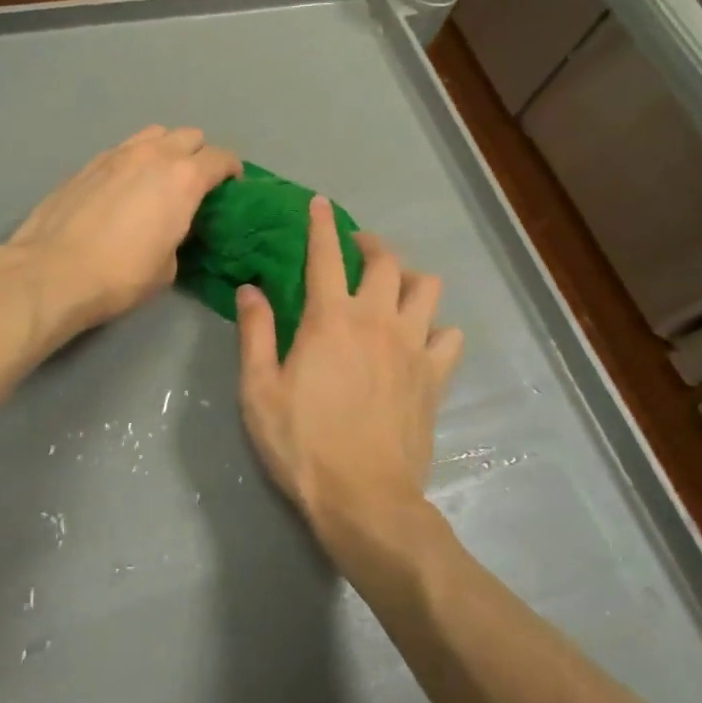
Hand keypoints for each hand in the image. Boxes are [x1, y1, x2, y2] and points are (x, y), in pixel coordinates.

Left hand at [3, 126, 240, 335]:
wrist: (51, 272)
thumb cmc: (119, 276)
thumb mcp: (168, 267)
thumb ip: (180, 234)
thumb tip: (173, 228)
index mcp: (183, 179)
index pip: (221, 158)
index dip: (232, 170)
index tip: (232, 186)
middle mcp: (153, 155)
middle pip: (189, 136)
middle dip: (200, 155)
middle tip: (197, 183)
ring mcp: (117, 154)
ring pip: (154, 134)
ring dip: (166, 149)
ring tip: (160, 177)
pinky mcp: (88, 163)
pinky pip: (124, 148)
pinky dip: (134, 159)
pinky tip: (125, 186)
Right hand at [236, 195, 463, 545]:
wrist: (364, 499)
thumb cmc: (302, 443)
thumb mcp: (259, 389)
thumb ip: (255, 332)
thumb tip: (250, 289)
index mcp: (331, 319)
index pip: (326, 255)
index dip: (321, 224)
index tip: (320, 203)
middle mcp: (378, 321)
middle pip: (386, 261)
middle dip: (370, 243)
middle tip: (356, 247)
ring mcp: (414, 348)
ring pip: (427, 289)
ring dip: (409, 278)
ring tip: (393, 287)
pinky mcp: (435, 377)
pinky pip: (450, 336)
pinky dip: (438, 328)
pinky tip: (423, 338)